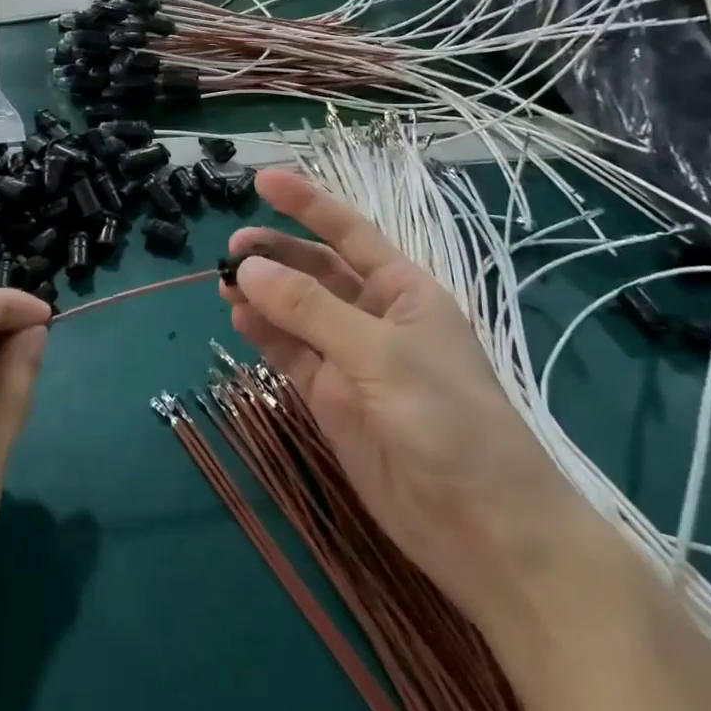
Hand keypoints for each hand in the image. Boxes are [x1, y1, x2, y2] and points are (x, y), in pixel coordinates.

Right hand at [221, 171, 585, 620]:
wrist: (485, 532)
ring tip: (225, 285)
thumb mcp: (381, 354)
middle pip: (316, 271)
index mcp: (403, 291)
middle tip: (231, 251)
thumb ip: (311, 309)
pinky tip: (240, 321)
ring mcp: (351, 359)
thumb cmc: (449, 421)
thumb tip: (247, 267)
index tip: (263, 179)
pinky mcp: (332, 400)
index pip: (348, 233)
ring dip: (263, 295)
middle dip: (276, 255)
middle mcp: (374, 317)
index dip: (308, 203)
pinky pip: (291, 354)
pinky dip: (265, 335)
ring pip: (296, 312)